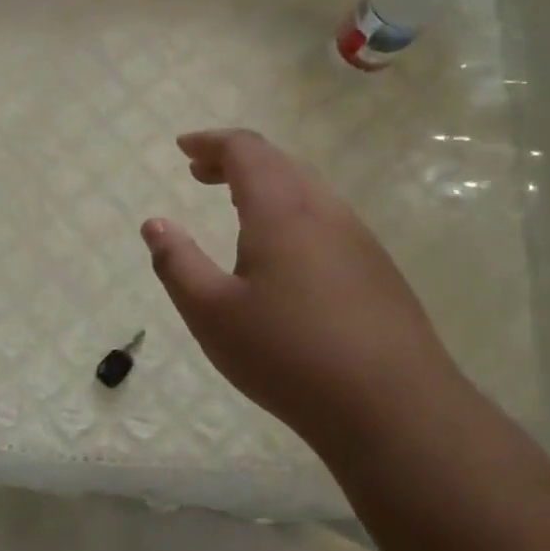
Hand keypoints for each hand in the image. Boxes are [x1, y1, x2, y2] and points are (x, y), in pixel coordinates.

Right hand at [141, 129, 456, 448]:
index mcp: (282, 211)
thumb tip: (155, 223)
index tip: (182, 147)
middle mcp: (325, 211)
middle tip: (200, 173)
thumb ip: (177, 263)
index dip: (211, 142)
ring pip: (307, 188)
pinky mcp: (377, 269)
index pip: (246, 150)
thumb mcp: (211, 313)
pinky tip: (284, 252)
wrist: (394, 408)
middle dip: (235, 159)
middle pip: (278, 162)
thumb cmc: (289, 356)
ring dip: (266, 184)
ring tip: (236, 206)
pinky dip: (292, 210)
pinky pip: (327, 217)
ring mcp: (359, 239)